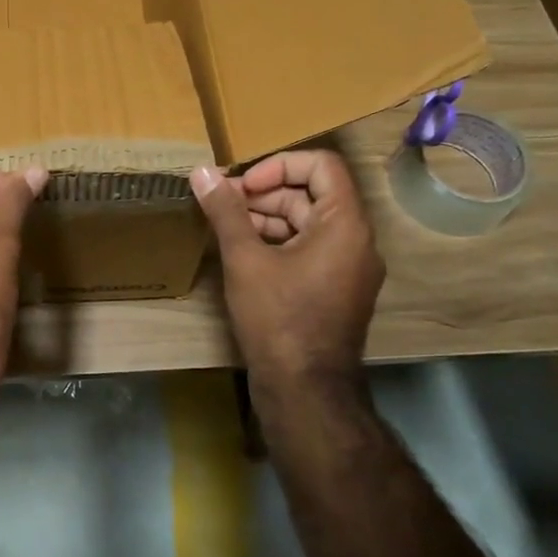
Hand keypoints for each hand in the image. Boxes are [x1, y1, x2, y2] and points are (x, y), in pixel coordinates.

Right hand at [191, 150, 384, 404]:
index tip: (243, 185)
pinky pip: (310, 247)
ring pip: (308, 221)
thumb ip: (225, 211)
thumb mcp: (245, 259)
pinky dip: (278, 240)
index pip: (321, 165)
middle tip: (224, 202)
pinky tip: (243, 251)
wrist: (305, 391)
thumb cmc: (278, 318)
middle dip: (265, 192)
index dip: (278, 165)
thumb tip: (201, 172)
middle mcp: (356, 240)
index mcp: (345, 224)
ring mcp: (349, 267)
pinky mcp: (336, 288)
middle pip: (312, 193)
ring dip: (267, 216)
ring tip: (227, 225)